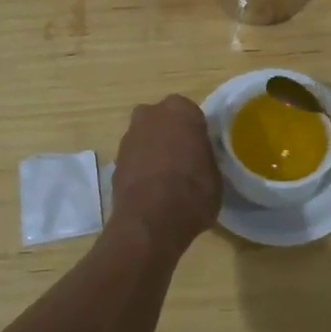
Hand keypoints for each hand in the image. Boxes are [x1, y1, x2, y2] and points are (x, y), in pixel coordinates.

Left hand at [107, 95, 221, 257]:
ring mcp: (129, 137)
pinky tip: (152, 191)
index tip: (202, 151)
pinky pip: (134, 160)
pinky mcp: (115, 161)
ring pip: (146, 139)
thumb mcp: (215, 173)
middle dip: (171, 136)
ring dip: (154, 152)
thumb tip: (199, 159)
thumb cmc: (193, 191)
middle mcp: (151, 114)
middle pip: (164, 121)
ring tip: (167, 180)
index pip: (192, 114)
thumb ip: (205, 156)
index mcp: (180, 109)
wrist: (151, 221)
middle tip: (184, 161)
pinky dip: (141, 170)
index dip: (197, 133)